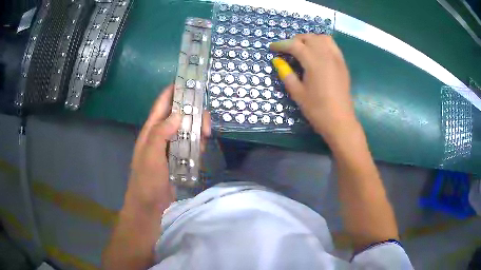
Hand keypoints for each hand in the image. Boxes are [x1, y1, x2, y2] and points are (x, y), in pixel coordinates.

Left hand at [125, 84, 210, 211]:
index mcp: (152, 129)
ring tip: (206, 138)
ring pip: (187, 130)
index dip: (174, 91)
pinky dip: (197, 144)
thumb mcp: (151, 154)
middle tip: (207, 124)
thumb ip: (161, 132)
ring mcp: (170, 146)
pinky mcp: (177, 157)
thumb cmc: (147, 179)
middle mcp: (161, 134)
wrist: (149, 204)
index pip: (162, 103)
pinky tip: (201, 150)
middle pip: (179, 115)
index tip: (189, 82)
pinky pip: (189, 144)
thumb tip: (178, 114)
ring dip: (197, 130)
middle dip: (193, 114)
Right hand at [270, 34, 354, 139]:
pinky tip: (317, 53)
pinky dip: (322, 43)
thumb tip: (277, 61)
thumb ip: (286, 74)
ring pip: (322, 38)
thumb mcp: (297, 93)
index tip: (271, 48)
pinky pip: (332, 45)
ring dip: (310, 39)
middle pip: (309, 37)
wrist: (340, 121)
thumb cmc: (317, 110)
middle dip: (295, 40)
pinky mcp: (342, 64)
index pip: (294, 45)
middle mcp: (326, 55)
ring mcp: (337, 58)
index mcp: (314, 62)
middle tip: (287, 50)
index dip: (281, 45)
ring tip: (303, 48)